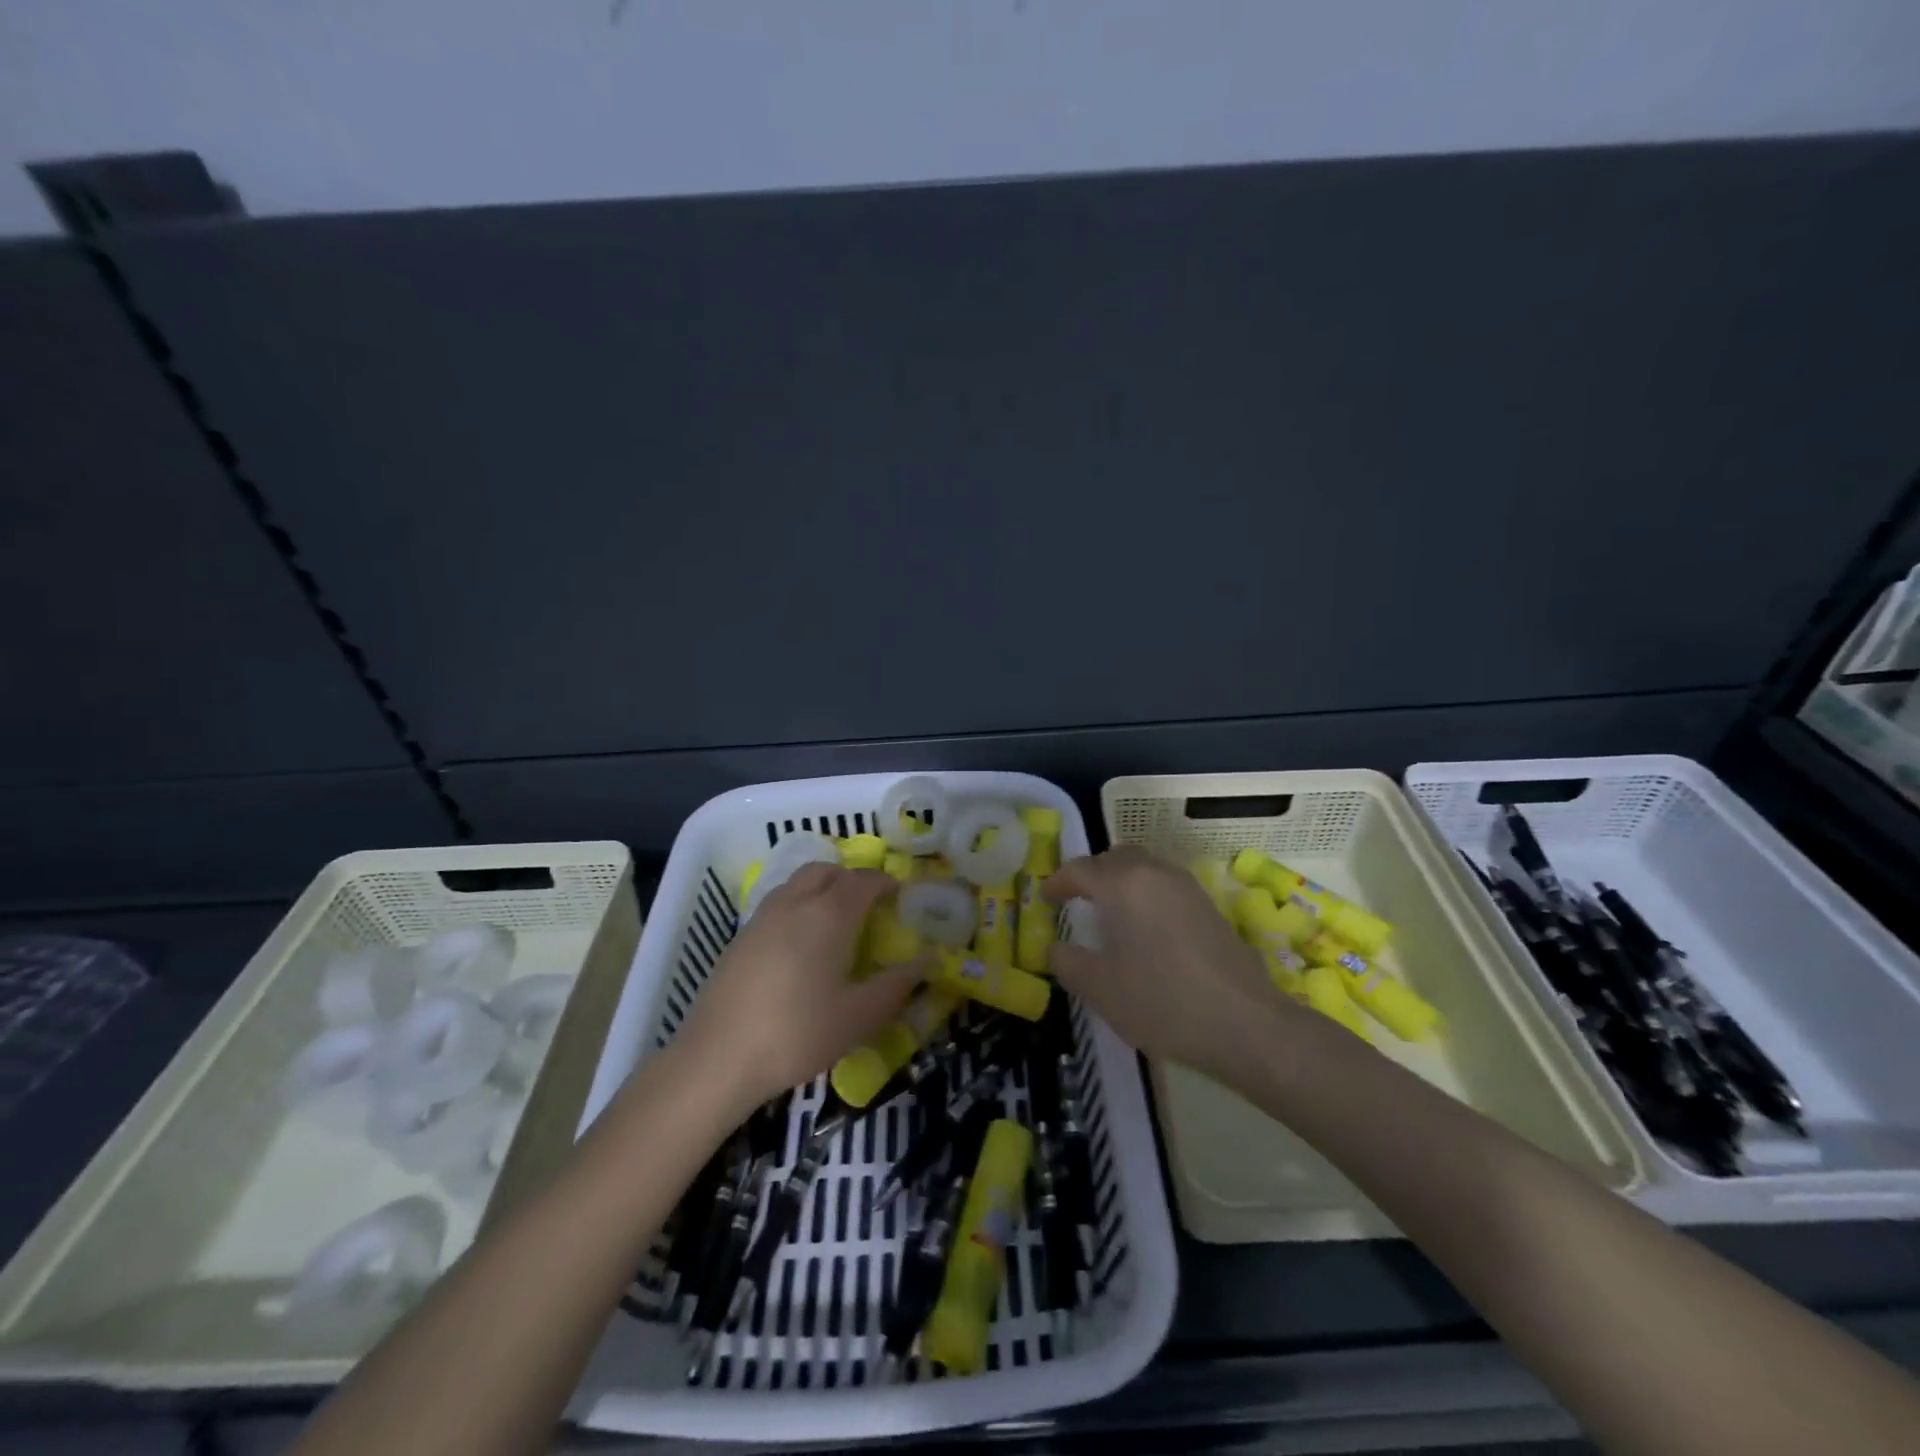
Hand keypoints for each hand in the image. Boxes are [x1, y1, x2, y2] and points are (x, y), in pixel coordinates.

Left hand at [673, 863, 920, 1112]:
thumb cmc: (799, 1033)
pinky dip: (797, 905)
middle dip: (850, 878)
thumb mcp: (860, 1016)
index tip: (899, 894)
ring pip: (797, 883)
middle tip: (868, 903)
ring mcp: (762, 917)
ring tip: (834, 919)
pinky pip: (777, 903)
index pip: (863, 881)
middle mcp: (795, 903)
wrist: (718, 1057)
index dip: (884, 882)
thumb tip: (928, 962)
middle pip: (826, 870)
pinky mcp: (740, 937)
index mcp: (830, 914)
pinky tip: (800, 944)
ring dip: (821, 887)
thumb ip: (897, 985)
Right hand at [1044, 847, 1307, 1081]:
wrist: (1245, 1024)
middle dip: (1092, 874)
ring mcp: (1186, 887)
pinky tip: (1145, 931)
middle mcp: (1154, 873)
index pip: (1079, 869)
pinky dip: (1146, 895)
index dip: (1057, 882)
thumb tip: (1057, 949)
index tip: (1045, 899)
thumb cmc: (1161, 1001)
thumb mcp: (1099, 988)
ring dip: (1122, 882)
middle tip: (1076, 901)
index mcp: (1123, 884)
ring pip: (1144, 869)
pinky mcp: (1208, 906)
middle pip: (1115, 858)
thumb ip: (1068, 962)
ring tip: (1110, 915)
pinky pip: (1165, 886)